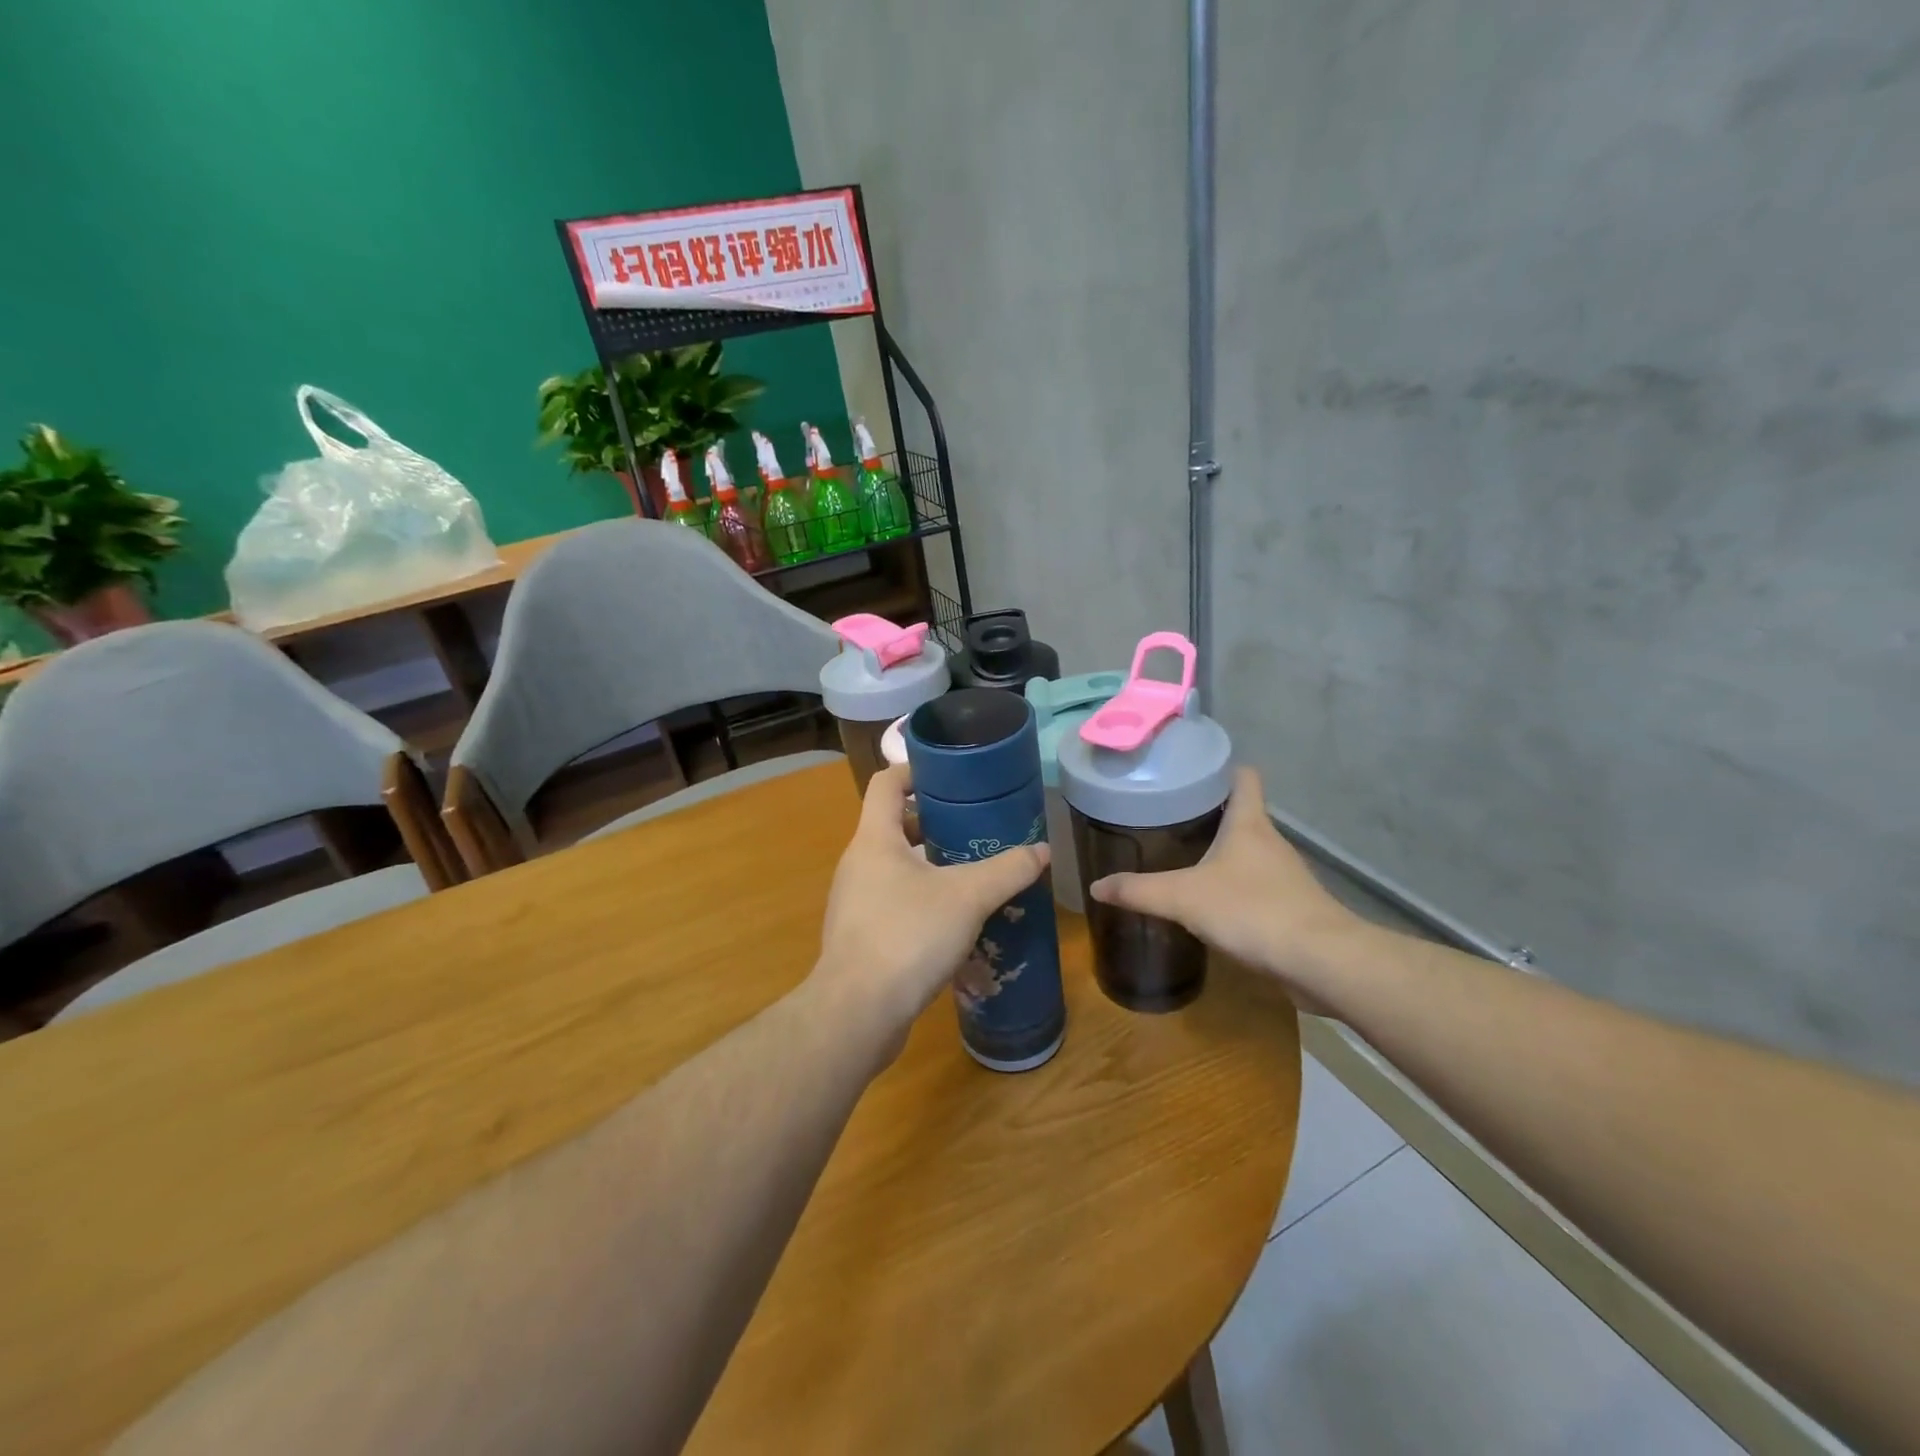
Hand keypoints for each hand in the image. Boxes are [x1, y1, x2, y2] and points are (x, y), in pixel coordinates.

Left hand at [812, 767, 1048, 1048]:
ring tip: (975, 875)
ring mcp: (855, 902)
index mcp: (874, 839)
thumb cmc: (908, 936)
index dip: (915, 771)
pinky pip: (895, 904)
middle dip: (935, 824)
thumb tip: (1042, 851)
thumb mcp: (968, 897)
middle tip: (977, 830)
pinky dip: (924, 903)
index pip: (886, 783)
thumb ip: (1007, 870)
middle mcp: (858, 864)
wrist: (857, 1013)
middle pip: (894, 826)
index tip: (952, 777)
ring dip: (933, 867)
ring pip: (897, 869)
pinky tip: (957, 924)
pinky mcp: (861, 937)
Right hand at [1089, 767, 1365, 1007]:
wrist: (1320, 961)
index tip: (1192, 772)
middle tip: (1167, 819)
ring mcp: (1285, 876)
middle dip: (1209, 815)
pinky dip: (1234, 890)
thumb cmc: (1251, 910)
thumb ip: (1137, 891)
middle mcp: (1270, 842)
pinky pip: (1257, 888)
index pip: (1244, 777)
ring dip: (1222, 855)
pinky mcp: (1291, 908)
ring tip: (1182, 860)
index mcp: (1248, 824)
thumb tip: (1095, 887)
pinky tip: (1210, 905)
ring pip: (1249, 853)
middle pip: (1243, 815)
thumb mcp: (1183, 898)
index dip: (1221, 769)